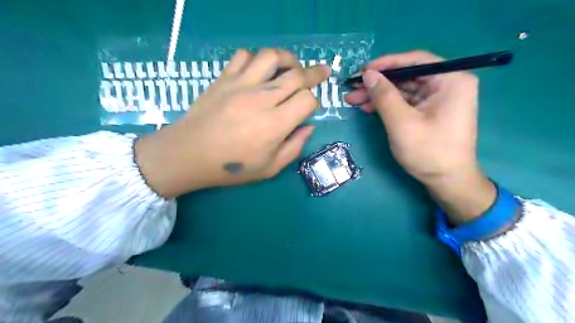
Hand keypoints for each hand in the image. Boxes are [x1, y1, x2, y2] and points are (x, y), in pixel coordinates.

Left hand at [136, 48, 329, 197]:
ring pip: (271, 57)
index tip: (310, 108)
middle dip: (315, 73)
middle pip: (296, 75)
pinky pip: (244, 56)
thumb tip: (308, 126)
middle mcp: (261, 99)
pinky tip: (259, 69)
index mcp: (275, 124)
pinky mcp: (224, 78)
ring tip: (292, 65)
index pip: (307, 100)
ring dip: (288, 58)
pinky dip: (256, 58)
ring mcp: (241, 84)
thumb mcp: (270, 168)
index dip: (314, 102)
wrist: (189, 154)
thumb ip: (294, 147)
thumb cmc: (231, 167)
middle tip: (323, 71)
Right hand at [343, 51, 495, 222]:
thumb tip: (368, 74)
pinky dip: (387, 105)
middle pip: (407, 76)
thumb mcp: (402, 123)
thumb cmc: (428, 152)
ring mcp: (439, 99)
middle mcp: (448, 84)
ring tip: (354, 99)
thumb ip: (384, 96)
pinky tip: (368, 107)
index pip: (415, 61)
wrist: (447, 181)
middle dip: (378, 83)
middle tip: (352, 88)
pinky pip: (406, 102)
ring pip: (403, 89)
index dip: (386, 64)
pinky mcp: (430, 111)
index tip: (362, 71)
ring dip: (378, 95)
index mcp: (451, 80)